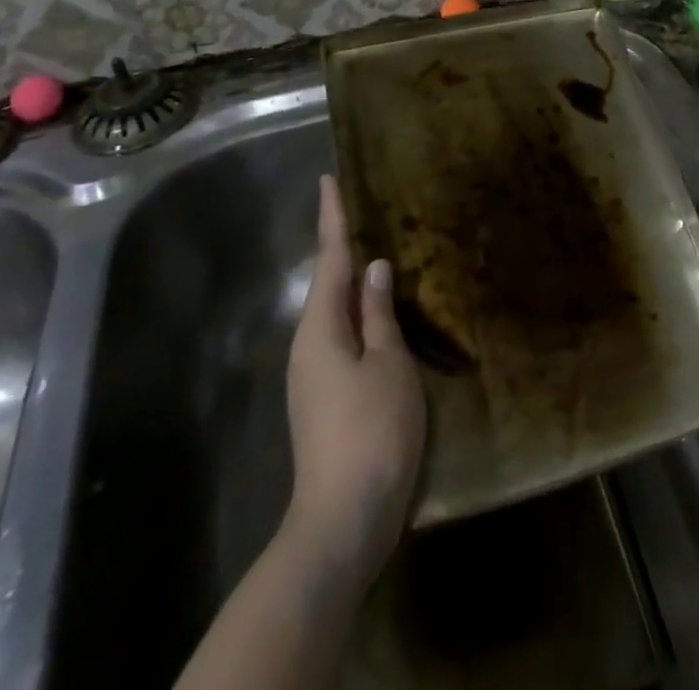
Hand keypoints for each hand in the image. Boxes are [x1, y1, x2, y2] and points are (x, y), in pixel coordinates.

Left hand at [284, 176, 424, 589]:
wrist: (344, 519)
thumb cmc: (372, 430)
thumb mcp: (389, 364)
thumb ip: (380, 313)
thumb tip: (374, 268)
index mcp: (322, 328)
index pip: (331, 258)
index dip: (332, 217)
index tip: (327, 179)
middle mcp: (309, 345)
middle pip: (328, 284)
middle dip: (343, 247)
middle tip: (362, 211)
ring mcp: (314, 375)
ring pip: (335, 312)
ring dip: (352, 282)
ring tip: (377, 254)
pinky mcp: (325, 398)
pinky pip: (342, 337)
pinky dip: (359, 315)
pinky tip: (380, 314)